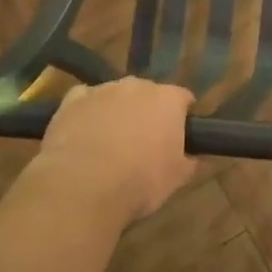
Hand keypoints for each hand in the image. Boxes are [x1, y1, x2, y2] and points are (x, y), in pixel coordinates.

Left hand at [34, 78, 195, 225]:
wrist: (82, 186)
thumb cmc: (140, 181)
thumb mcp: (177, 179)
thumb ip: (192, 162)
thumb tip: (200, 158)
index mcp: (168, 99)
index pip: (183, 99)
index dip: (183, 117)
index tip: (180, 137)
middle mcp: (136, 86)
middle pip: (149, 93)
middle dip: (149, 112)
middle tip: (146, 142)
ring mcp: (102, 90)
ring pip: (116, 95)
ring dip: (118, 111)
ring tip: (111, 142)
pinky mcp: (71, 101)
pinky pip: (85, 100)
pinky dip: (88, 112)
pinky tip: (85, 133)